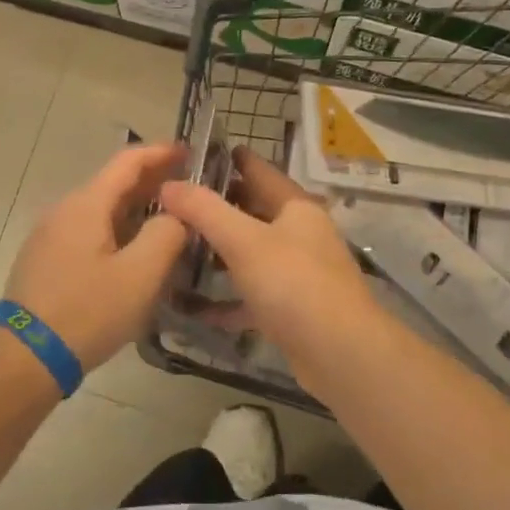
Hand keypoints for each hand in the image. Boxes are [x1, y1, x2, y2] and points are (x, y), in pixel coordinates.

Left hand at [1, 142, 189, 370]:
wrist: (25, 358)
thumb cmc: (87, 312)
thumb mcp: (140, 275)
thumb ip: (167, 235)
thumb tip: (175, 215)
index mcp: (86, 204)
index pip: (127, 162)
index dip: (160, 152)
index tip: (190, 151)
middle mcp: (64, 210)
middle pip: (113, 184)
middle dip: (151, 181)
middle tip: (188, 189)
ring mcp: (50, 236)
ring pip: (101, 210)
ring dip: (135, 208)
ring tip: (168, 220)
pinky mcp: (46, 260)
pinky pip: (88, 232)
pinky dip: (117, 230)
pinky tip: (133, 251)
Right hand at [157, 148, 382, 388]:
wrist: (341, 354)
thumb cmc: (294, 283)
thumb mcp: (244, 240)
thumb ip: (204, 210)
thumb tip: (168, 184)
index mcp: (295, 207)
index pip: (258, 170)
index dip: (228, 159)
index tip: (191, 155)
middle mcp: (299, 234)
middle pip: (251, 211)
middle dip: (214, 208)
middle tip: (171, 204)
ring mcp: (297, 273)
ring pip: (249, 254)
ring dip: (216, 253)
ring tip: (174, 248)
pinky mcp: (290, 309)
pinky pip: (249, 296)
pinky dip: (223, 300)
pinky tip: (191, 306)